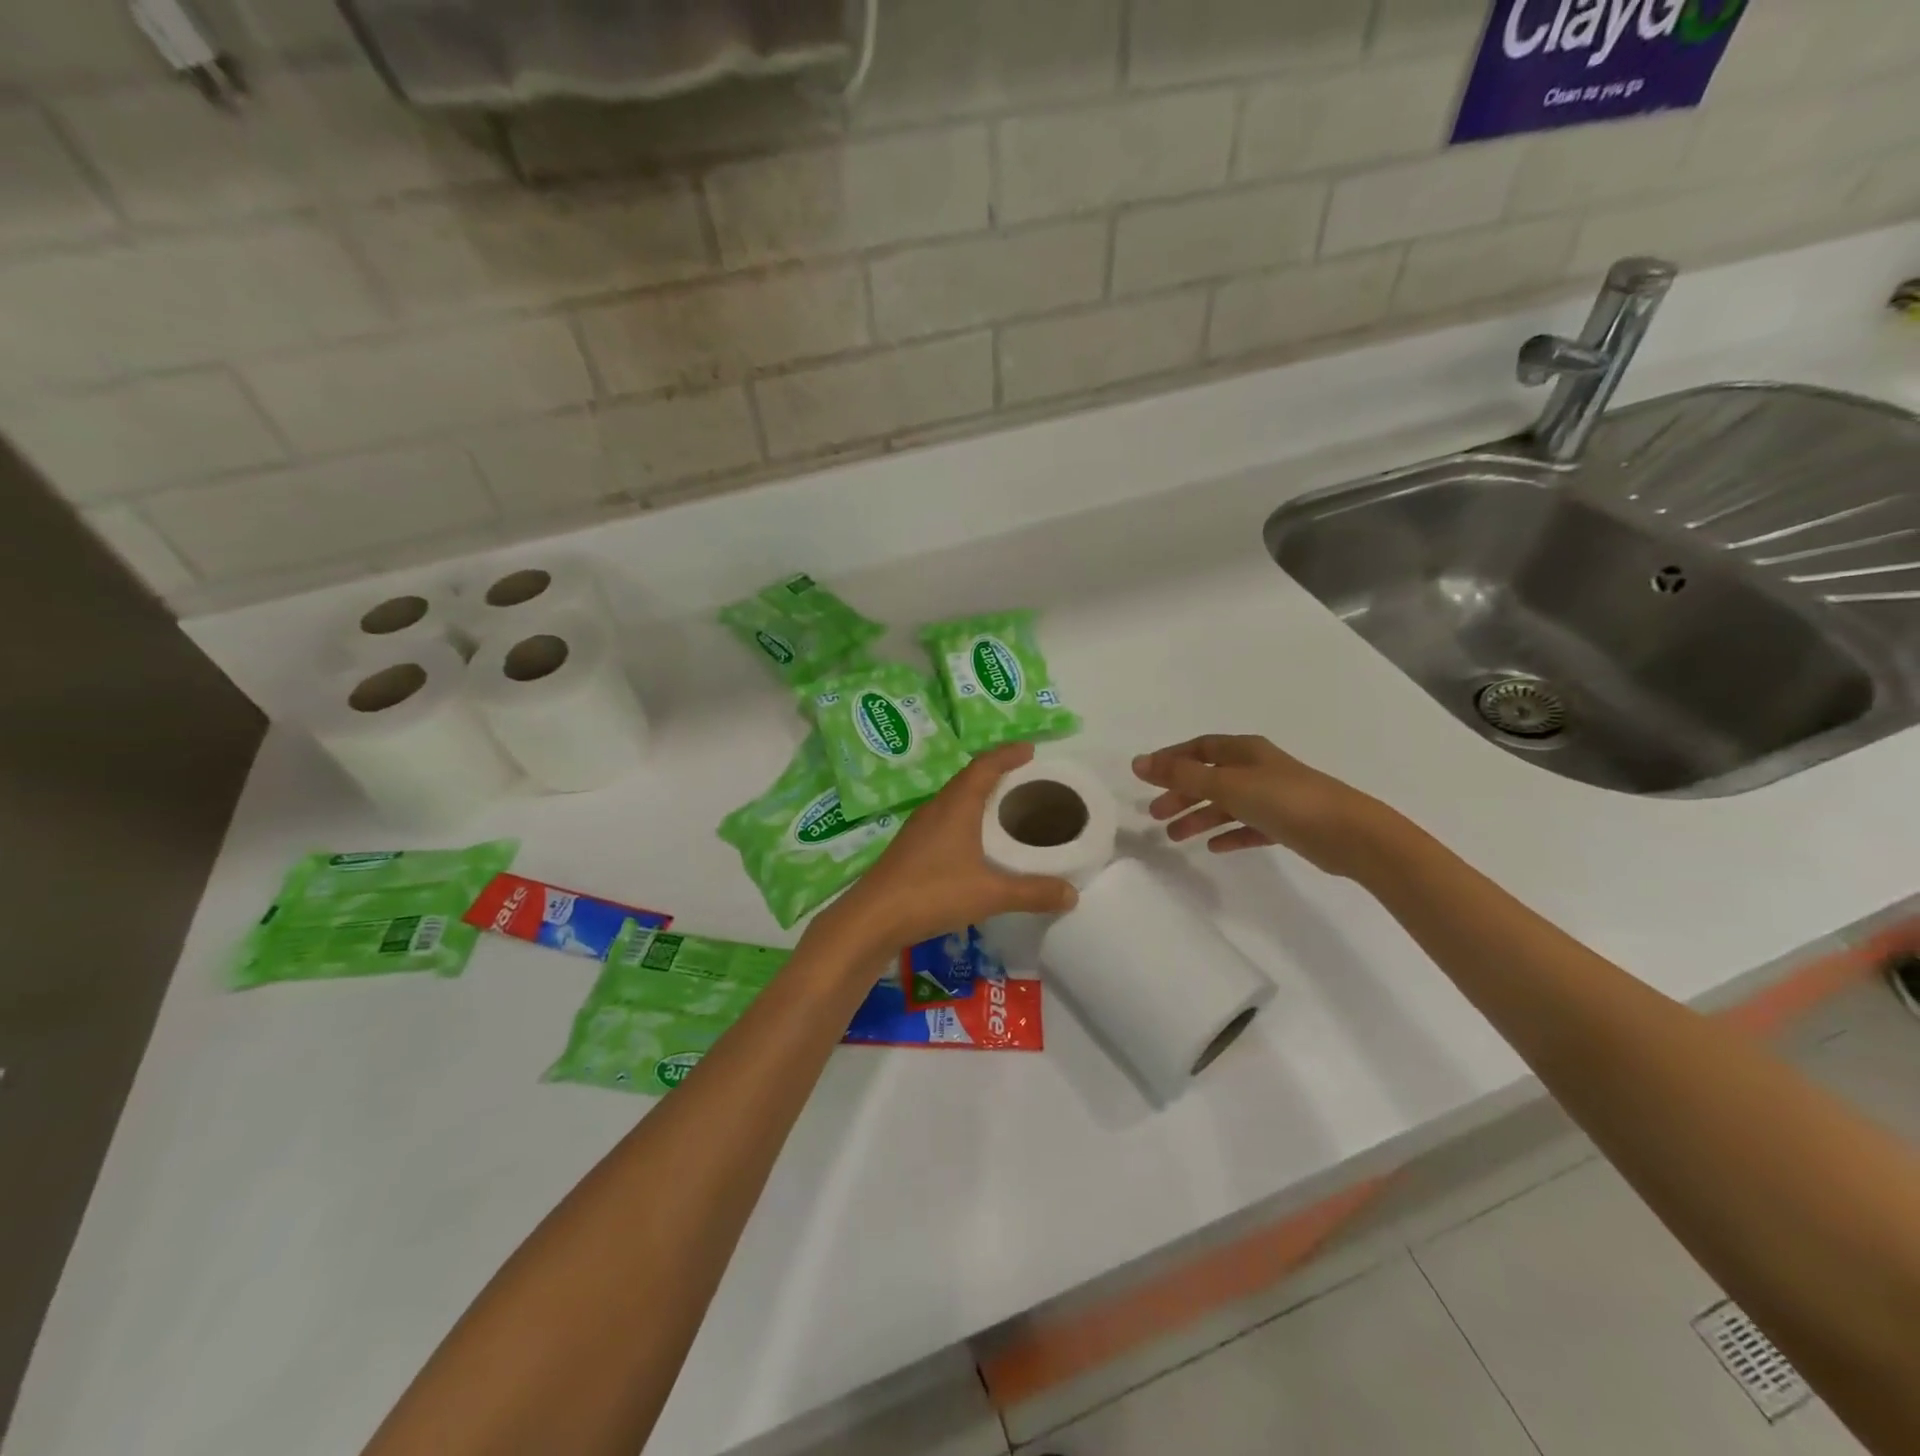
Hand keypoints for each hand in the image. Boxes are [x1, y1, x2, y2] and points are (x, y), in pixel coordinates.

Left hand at [814, 743, 1078, 955]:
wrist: (872, 919)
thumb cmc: (933, 893)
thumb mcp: (991, 894)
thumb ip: (1033, 892)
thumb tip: (1073, 893)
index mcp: (956, 805)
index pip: (985, 766)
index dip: (1008, 754)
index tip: (1030, 750)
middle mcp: (936, 808)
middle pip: (968, 779)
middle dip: (996, 773)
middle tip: (1025, 779)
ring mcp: (919, 828)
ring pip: (954, 801)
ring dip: (978, 797)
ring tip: (1004, 807)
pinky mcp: (910, 849)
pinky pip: (944, 820)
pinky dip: (965, 819)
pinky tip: (974, 843)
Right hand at [1132, 734, 1394, 878]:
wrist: (1349, 834)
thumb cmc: (1284, 800)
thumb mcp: (1227, 785)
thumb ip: (1182, 776)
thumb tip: (1138, 763)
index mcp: (1244, 751)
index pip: (1199, 748)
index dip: (1171, 759)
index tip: (1145, 777)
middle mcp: (1257, 769)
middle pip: (1209, 777)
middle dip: (1180, 793)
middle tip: (1154, 814)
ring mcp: (1273, 797)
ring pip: (1226, 804)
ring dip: (1199, 817)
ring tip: (1174, 836)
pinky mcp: (1286, 825)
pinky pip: (1248, 827)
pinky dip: (1229, 834)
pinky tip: (1214, 848)